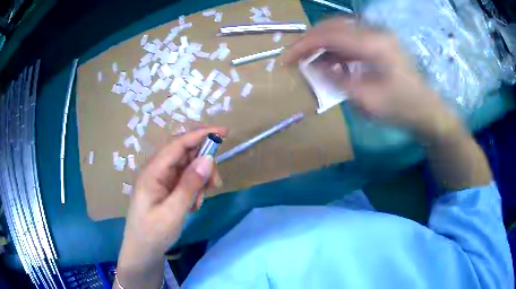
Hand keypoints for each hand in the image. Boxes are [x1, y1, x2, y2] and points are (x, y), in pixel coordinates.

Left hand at [116, 127, 226, 287]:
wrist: (142, 251)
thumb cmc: (153, 233)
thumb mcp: (173, 212)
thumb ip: (189, 185)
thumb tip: (208, 159)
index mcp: (152, 171)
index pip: (178, 144)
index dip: (201, 134)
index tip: (224, 132)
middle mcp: (156, 170)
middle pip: (184, 153)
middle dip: (203, 164)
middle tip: (216, 183)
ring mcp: (161, 179)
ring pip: (187, 167)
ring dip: (200, 179)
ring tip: (200, 200)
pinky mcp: (165, 188)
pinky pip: (185, 180)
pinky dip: (194, 188)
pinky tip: (194, 204)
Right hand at [285, 18, 464, 143]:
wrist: (427, 110)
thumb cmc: (401, 109)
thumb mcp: (367, 101)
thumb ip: (337, 80)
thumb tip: (313, 67)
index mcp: (374, 45)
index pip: (329, 35)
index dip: (303, 44)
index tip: (285, 58)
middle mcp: (375, 32)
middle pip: (332, 25)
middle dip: (309, 40)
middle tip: (295, 58)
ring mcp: (378, 35)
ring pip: (340, 29)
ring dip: (321, 43)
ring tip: (310, 61)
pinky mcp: (380, 41)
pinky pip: (350, 37)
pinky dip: (335, 47)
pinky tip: (331, 61)